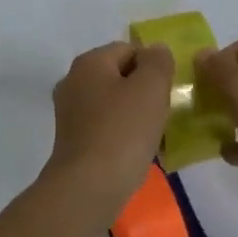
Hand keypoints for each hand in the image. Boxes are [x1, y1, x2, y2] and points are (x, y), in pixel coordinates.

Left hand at [41, 41, 175, 216]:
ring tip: (154, 136)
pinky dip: (122, 134)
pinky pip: (105, 127)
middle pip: (120, 75)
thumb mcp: (151, 88)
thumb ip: (158, 62)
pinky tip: (137, 152)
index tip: (168, 92)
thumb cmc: (122, 132)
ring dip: (135, 115)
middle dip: (145, 91)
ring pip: (114, 103)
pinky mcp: (72, 140)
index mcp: (89, 62)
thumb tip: (156, 51)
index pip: (129, 49)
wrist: (88, 188)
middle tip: (164, 113)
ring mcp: (69, 112)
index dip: (153, 66)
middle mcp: (73, 81)